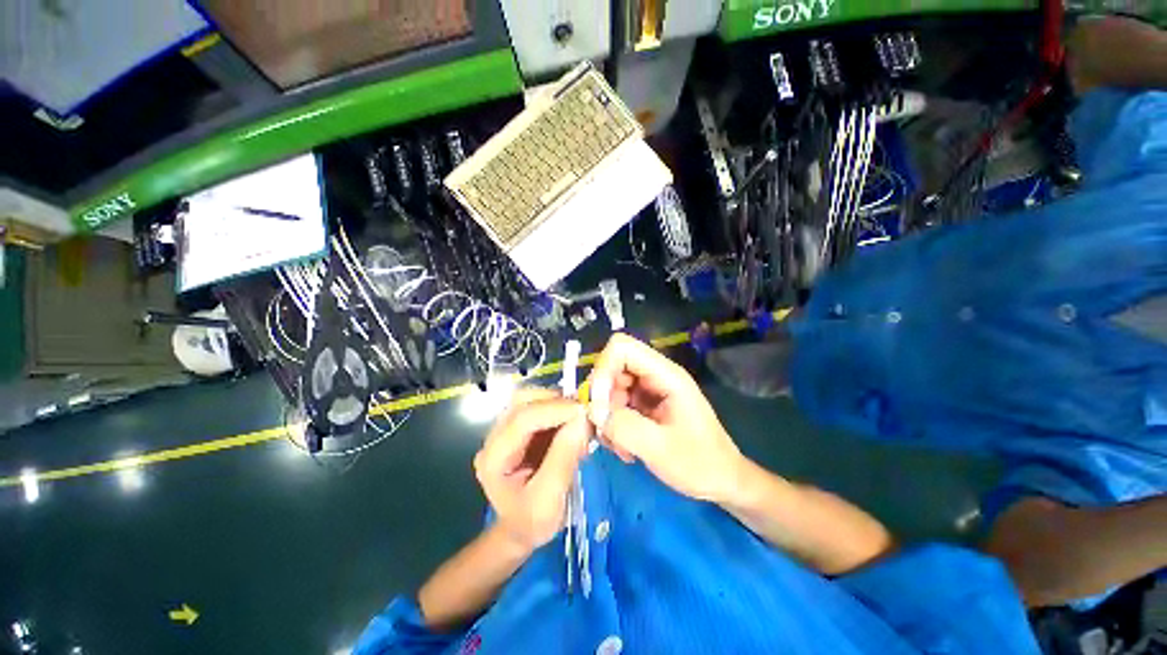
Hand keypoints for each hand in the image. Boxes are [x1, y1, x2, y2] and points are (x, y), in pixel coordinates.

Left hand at [474, 388, 588, 552]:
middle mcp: (493, 438)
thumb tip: (583, 419)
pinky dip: (556, 408)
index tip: (584, 411)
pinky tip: (571, 419)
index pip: (522, 419)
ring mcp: (504, 430)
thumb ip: (564, 457)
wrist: (521, 530)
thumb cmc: (533, 522)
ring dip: (556, 402)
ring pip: (529, 399)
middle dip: (555, 401)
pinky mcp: (516, 428)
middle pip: (522, 402)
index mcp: (493, 458)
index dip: (554, 409)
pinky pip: (536, 406)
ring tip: (579, 415)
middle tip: (584, 411)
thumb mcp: (550, 499)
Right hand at [588, 333, 745, 503]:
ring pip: (611, 388)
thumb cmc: (700, 464)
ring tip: (620, 446)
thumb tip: (593, 411)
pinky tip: (625, 448)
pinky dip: (613, 424)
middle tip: (606, 429)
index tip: (599, 404)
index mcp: (666, 375)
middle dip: (603, 398)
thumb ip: (624, 427)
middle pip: (613, 367)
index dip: (604, 369)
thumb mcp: (660, 449)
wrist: (722, 481)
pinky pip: (617, 404)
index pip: (622, 348)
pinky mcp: (645, 405)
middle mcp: (656, 376)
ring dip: (607, 416)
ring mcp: (650, 390)